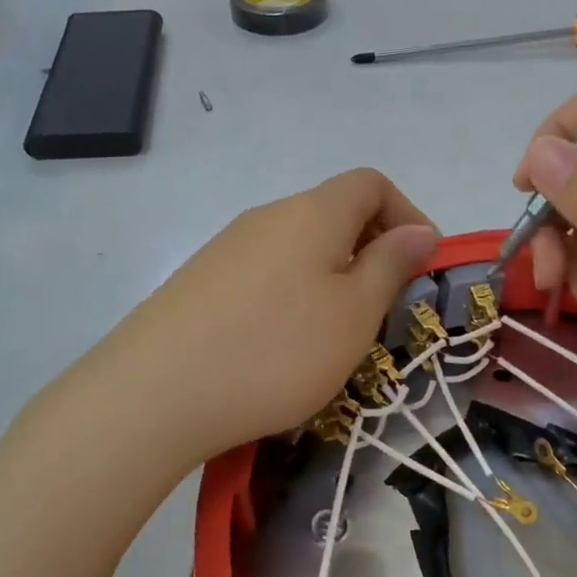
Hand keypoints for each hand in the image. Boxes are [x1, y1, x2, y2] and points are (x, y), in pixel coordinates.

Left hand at [97, 169, 438, 461]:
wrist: (156, 393)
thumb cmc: (277, 350)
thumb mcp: (354, 313)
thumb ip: (391, 265)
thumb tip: (420, 230)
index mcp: (312, 212)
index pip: (371, 183)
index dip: (407, 215)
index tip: (420, 267)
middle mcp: (267, 216)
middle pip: (333, 214)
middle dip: (370, 253)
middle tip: (381, 311)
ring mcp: (226, 248)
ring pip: (297, 249)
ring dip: (329, 280)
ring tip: (332, 339)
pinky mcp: (199, 282)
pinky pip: (263, 275)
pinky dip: (289, 298)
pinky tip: (278, 348)